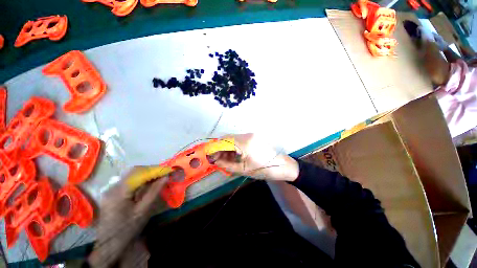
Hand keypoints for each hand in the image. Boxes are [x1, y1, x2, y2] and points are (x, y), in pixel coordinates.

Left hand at [88, 169, 167, 267]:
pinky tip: (149, 182)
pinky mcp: (113, 192)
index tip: (169, 170)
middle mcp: (113, 187)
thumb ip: (154, 192)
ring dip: (147, 173)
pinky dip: (141, 179)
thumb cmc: (127, 229)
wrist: (108, 244)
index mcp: (119, 192)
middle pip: (135, 171)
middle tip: (165, 173)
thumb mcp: (142, 211)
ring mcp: (111, 189)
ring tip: (160, 176)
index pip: (140, 173)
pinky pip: (129, 180)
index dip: (156, 170)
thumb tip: (166, 177)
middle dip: (152, 170)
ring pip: (132, 174)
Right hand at [211, 133, 298, 181]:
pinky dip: (233, 147)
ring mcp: (250, 135)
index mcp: (245, 143)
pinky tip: (231, 156)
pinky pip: (238, 140)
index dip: (214, 147)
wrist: (281, 166)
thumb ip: (226, 165)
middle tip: (215, 159)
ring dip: (226, 148)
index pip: (224, 141)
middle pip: (228, 138)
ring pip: (233, 139)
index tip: (208, 154)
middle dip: (219, 148)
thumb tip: (214, 161)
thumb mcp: (243, 169)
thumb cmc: (263, 170)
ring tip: (223, 159)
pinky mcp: (252, 137)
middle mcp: (247, 135)